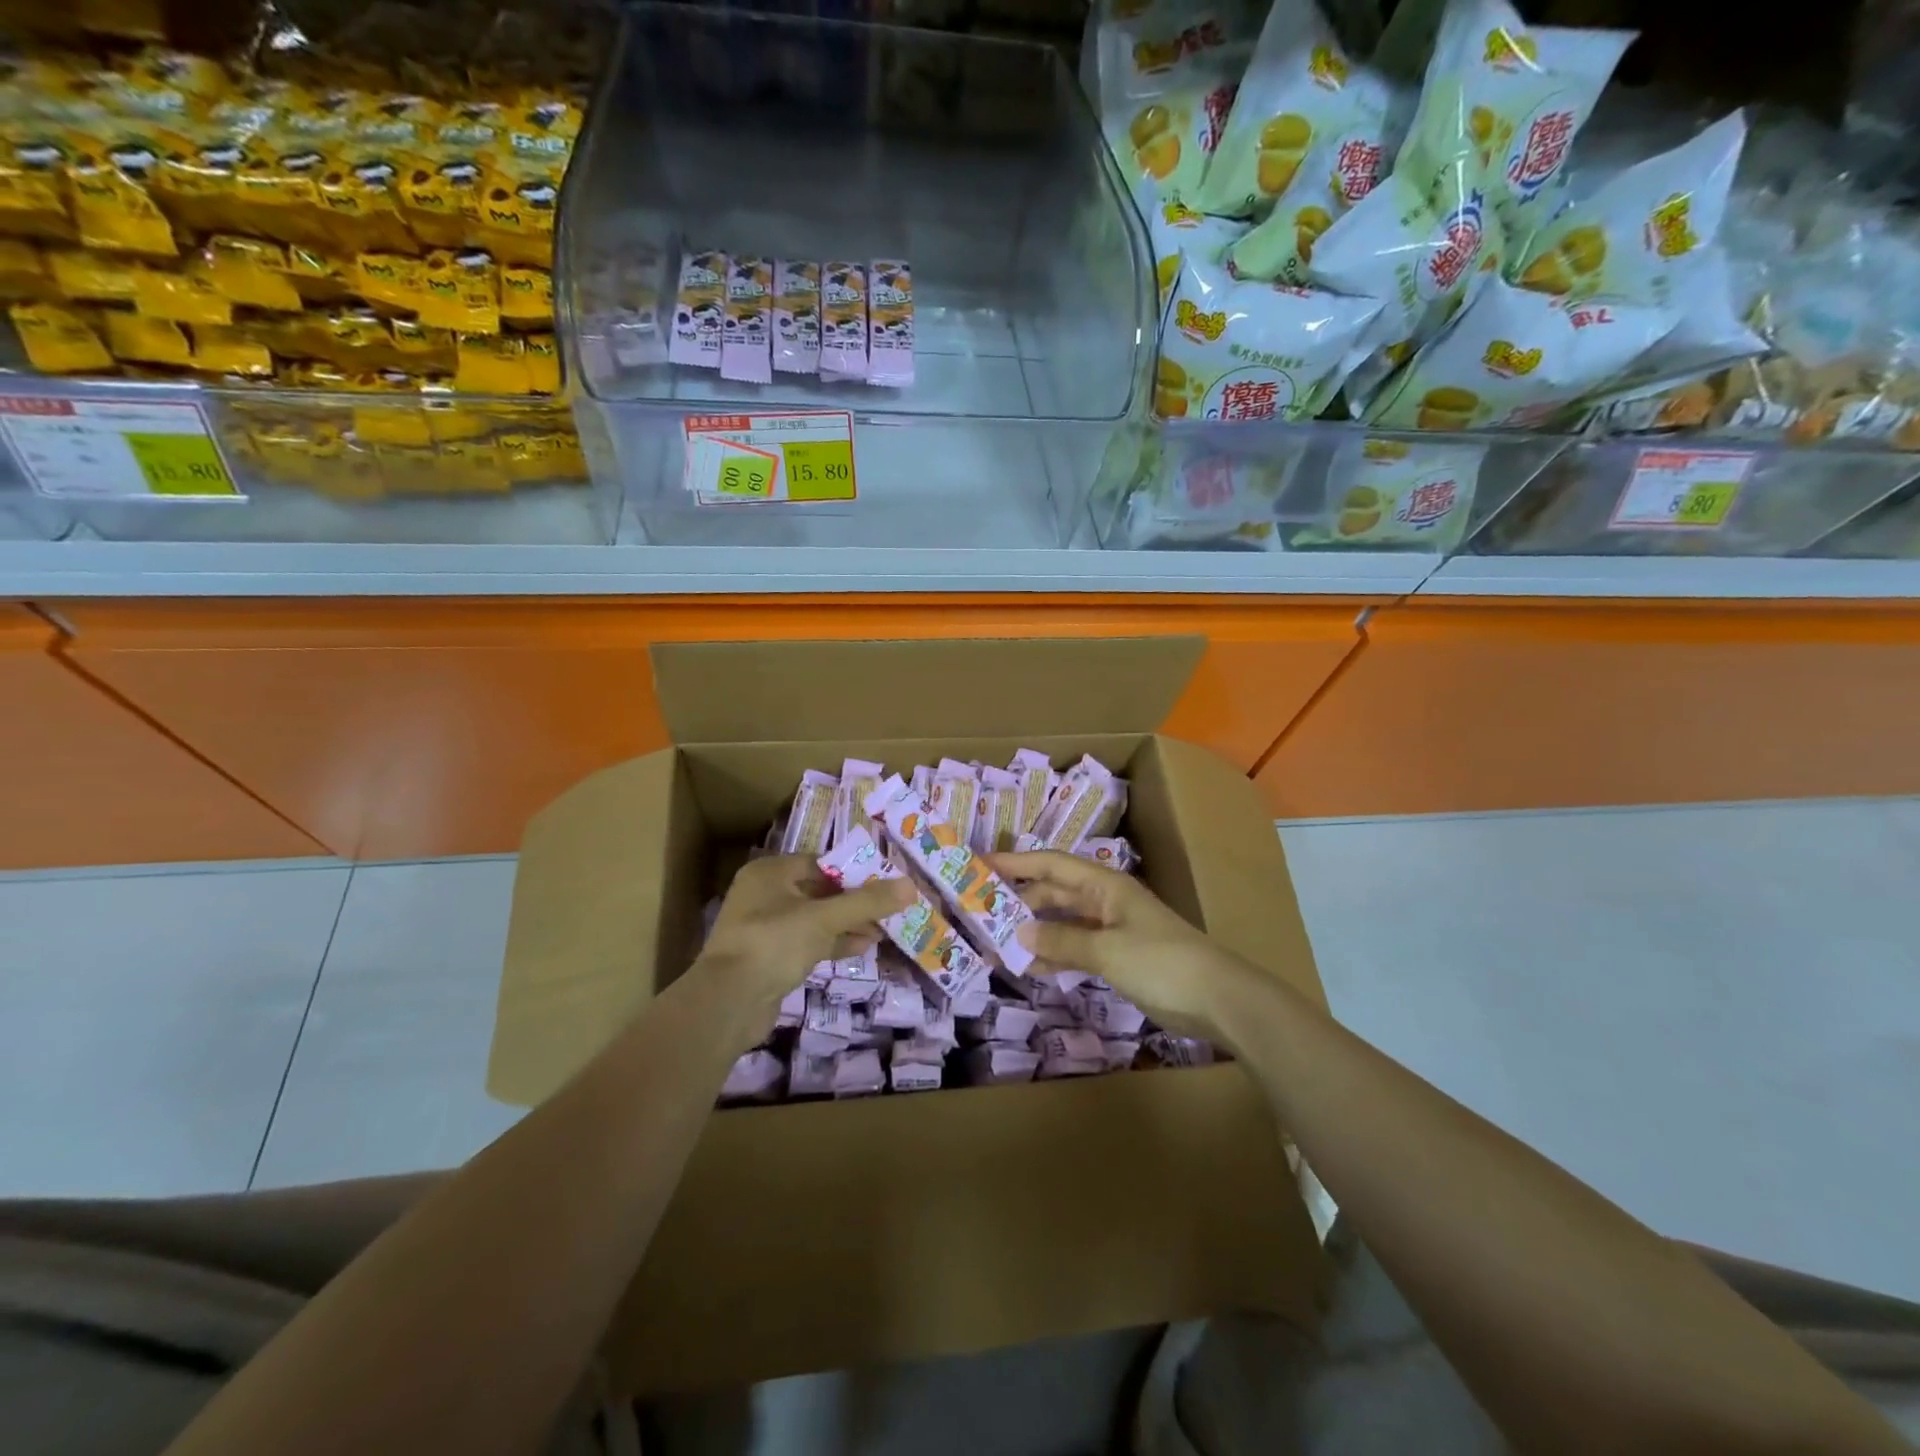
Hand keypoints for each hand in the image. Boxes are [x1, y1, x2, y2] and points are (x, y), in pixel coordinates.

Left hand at [692, 854, 911, 1025]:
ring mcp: (766, 928)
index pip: (821, 863)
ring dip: (849, 924)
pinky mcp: (771, 957)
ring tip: (885, 929)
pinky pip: (809, 942)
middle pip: (820, 891)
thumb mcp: (824, 918)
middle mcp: (765, 894)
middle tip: (890, 907)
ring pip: (817, 919)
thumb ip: (867, 902)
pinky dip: (835, 942)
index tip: (886, 881)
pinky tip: (864, 947)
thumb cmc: (774, 943)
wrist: (728, 1003)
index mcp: (770, 873)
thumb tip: (910, 885)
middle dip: (856, 901)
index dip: (855, 872)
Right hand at [989, 850, 1264, 1042]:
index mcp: (1104, 884)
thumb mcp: (1106, 949)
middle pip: (1054, 891)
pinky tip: (1031, 966)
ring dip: (1034, 930)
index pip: (1050, 864)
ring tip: (997, 943)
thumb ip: (1061, 940)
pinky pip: (1076, 947)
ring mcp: (1112, 929)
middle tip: (981, 912)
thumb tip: (1018, 932)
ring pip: (1063, 922)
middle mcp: (1104, 900)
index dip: (1015, 862)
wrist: (1218, 998)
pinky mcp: (1118, 957)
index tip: (980, 865)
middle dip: (1019, 900)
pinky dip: (1055, 954)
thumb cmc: (1161, 962)